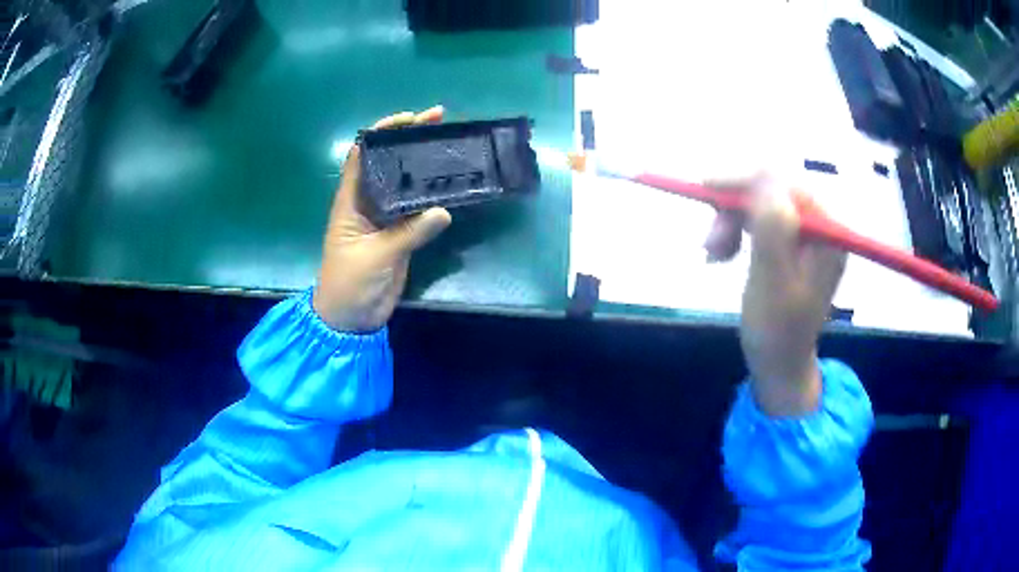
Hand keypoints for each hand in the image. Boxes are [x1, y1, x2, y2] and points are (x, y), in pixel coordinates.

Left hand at [312, 107, 451, 332]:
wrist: (351, 320)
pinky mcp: (399, 235)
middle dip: (409, 139)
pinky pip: (417, 209)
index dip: (381, 132)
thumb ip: (409, 234)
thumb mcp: (376, 256)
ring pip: (404, 183)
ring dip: (423, 164)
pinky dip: (432, 195)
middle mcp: (367, 203)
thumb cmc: (349, 285)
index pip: (361, 155)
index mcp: (351, 201)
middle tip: (439, 121)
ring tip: (449, 144)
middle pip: (387, 162)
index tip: (409, 119)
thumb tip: (443, 211)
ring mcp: (384, 218)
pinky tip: (451, 184)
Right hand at [704, 174, 846, 416]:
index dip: (746, 182)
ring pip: (762, 205)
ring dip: (731, 223)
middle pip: (772, 193)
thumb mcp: (772, 282)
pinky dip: (737, 232)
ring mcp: (807, 234)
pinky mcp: (793, 244)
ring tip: (713, 254)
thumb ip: (773, 229)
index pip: (786, 185)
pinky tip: (724, 253)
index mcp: (827, 235)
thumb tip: (764, 176)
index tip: (706, 190)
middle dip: (735, 210)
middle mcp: (821, 227)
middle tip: (709, 243)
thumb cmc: (776, 332)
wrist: (780, 364)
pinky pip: (761, 221)